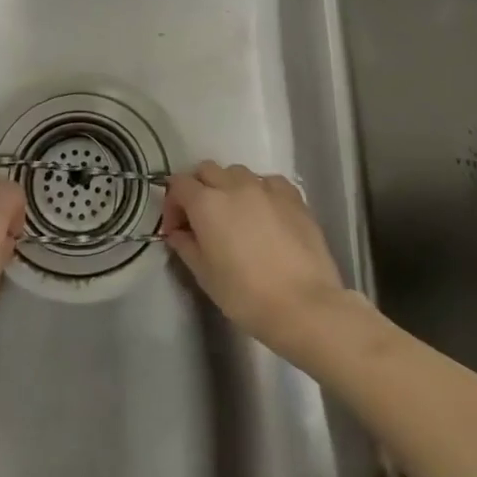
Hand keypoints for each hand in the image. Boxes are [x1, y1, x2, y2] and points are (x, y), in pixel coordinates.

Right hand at [162, 161, 350, 355]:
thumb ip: (186, 246)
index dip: (172, 204)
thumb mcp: (204, 275)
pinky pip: (268, 182)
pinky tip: (265, 214)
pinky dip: (260, 191)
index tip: (177, 230)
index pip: (178, 184)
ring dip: (228, 187)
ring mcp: (267, 188)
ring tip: (235, 216)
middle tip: (202, 220)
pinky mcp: (294, 197)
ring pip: (238, 172)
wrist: (304, 306)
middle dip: (198, 189)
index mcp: (207, 203)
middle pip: (207, 170)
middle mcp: (234, 186)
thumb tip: (179, 233)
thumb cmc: (246, 295)